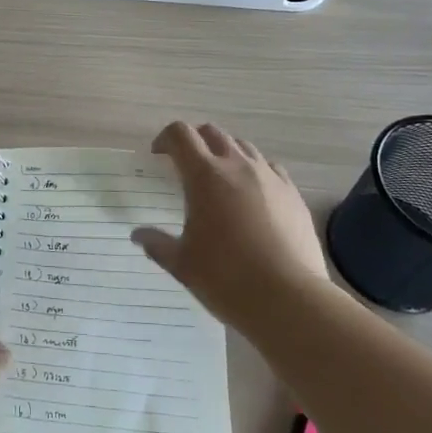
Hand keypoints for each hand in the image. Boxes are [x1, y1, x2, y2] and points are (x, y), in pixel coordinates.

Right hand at [131, 121, 330, 328]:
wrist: (289, 299)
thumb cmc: (226, 278)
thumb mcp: (182, 264)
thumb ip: (157, 244)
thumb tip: (138, 235)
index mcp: (204, 176)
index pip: (180, 134)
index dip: (165, 138)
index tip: (158, 156)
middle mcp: (238, 166)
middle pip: (212, 133)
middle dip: (195, 141)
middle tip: (185, 164)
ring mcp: (270, 177)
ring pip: (243, 146)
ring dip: (225, 153)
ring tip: (219, 179)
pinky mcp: (293, 194)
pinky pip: (270, 168)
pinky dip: (255, 171)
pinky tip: (252, 196)